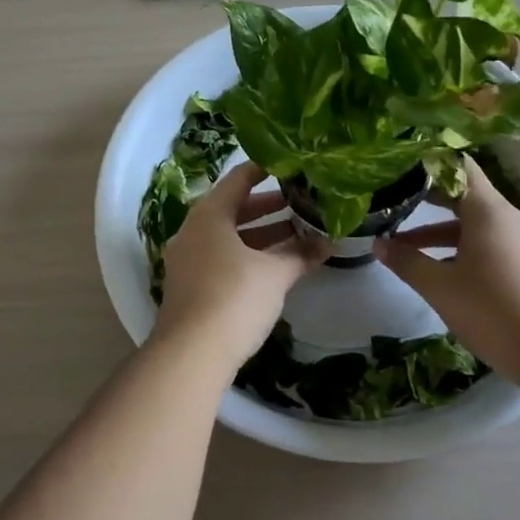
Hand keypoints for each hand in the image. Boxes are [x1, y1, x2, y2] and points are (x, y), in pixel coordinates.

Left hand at [154, 161, 329, 376]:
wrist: (190, 354)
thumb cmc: (234, 298)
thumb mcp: (274, 274)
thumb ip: (301, 255)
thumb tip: (331, 242)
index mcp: (209, 214)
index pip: (238, 179)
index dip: (264, 170)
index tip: (290, 165)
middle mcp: (193, 230)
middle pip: (233, 208)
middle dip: (268, 207)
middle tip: (301, 203)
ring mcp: (188, 259)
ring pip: (228, 236)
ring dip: (261, 234)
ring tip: (297, 234)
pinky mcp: (190, 286)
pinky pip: (222, 257)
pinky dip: (248, 255)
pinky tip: (274, 266)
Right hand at [374, 161, 519, 384]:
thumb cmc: (495, 311)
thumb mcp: (441, 288)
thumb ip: (407, 262)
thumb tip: (378, 244)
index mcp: (489, 210)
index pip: (459, 166)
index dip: (429, 163)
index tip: (400, 166)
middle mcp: (510, 218)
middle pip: (465, 195)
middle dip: (428, 199)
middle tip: (392, 201)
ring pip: (476, 225)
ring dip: (441, 232)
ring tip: (405, 248)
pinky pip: (491, 244)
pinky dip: (463, 249)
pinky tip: (443, 273)